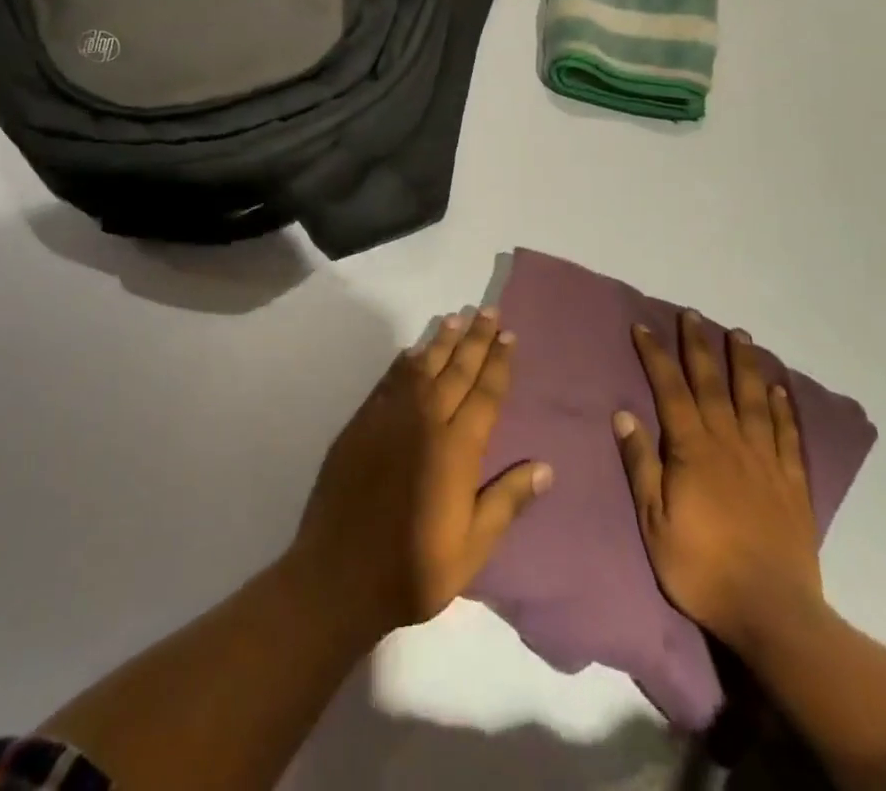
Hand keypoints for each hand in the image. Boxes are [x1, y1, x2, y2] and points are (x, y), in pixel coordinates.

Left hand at [289, 306, 553, 636]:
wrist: (339, 574)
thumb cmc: (414, 568)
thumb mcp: (472, 548)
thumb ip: (506, 502)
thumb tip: (545, 468)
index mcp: (456, 448)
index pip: (485, 393)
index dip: (499, 363)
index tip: (509, 336)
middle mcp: (425, 421)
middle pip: (456, 369)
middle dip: (476, 339)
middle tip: (488, 311)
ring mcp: (390, 418)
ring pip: (422, 367)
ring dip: (441, 341)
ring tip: (456, 318)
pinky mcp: (362, 423)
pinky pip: (390, 380)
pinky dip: (404, 362)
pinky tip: (413, 352)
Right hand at [614, 311, 824, 653]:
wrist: (772, 612)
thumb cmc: (702, 567)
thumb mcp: (654, 521)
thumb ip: (641, 464)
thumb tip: (623, 413)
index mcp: (693, 450)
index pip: (670, 390)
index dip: (656, 356)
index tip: (643, 327)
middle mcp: (730, 443)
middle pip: (712, 383)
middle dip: (699, 346)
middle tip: (692, 314)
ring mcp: (765, 460)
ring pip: (753, 399)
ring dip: (744, 363)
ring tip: (739, 334)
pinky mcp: (792, 482)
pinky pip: (787, 434)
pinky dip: (782, 407)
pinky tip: (778, 388)